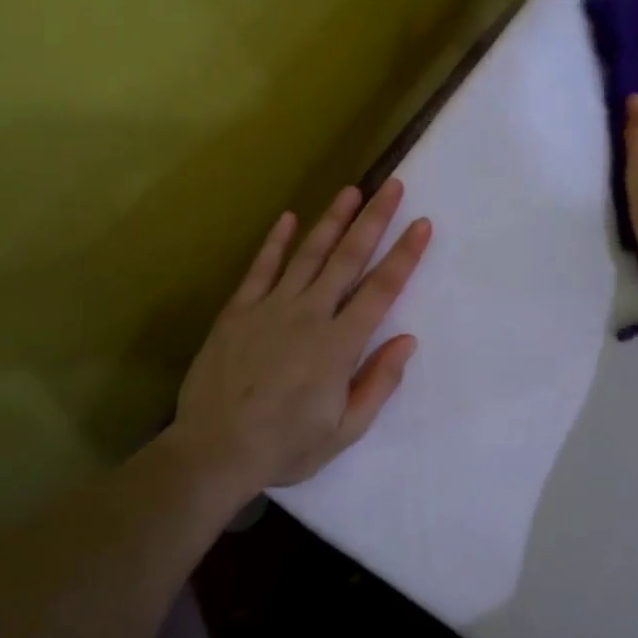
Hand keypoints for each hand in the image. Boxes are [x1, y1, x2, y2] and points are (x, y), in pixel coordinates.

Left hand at [175, 179, 432, 490]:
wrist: (215, 450)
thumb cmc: (286, 446)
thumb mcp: (345, 430)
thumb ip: (378, 382)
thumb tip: (407, 340)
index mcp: (339, 345)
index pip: (381, 290)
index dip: (405, 255)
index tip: (422, 224)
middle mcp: (309, 315)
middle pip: (348, 259)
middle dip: (374, 220)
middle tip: (393, 187)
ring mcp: (270, 308)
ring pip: (307, 255)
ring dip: (331, 221)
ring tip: (351, 191)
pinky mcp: (238, 311)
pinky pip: (260, 269)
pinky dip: (275, 243)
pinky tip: (287, 219)